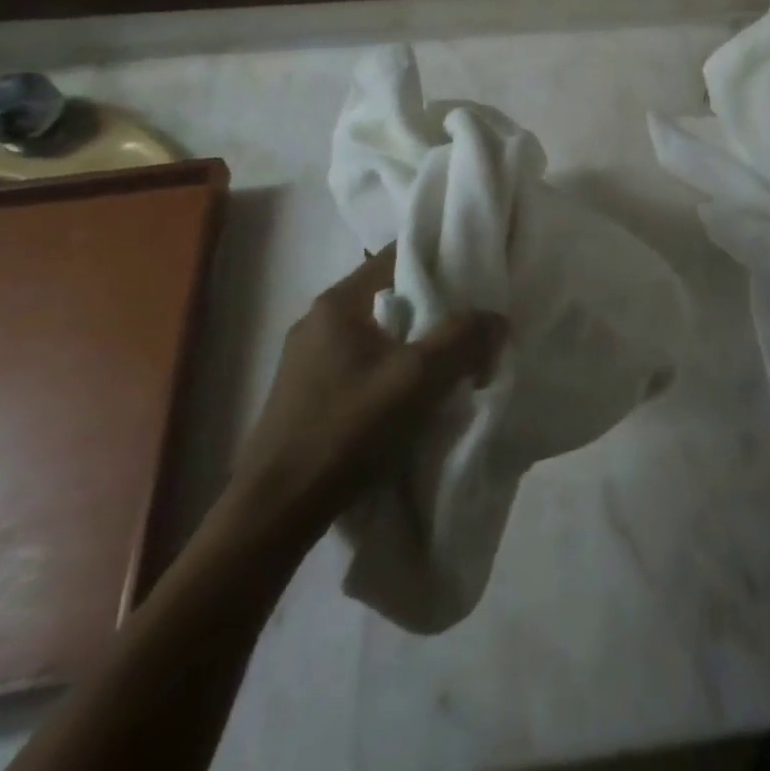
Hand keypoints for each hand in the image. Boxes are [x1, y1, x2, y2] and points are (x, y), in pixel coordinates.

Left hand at [227, 247, 504, 542]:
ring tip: (450, 358)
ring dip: (412, 342)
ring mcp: (306, 360)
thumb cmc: (345, 431)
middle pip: (388, 295)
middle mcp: (317, 321)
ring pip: (376, 333)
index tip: (475, 268)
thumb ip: (461, 340)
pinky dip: (390, 368)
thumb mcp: (416, 380)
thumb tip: (496, 318)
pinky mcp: (305, 395)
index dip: (438, 257)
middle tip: (473, 318)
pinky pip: (360, 363)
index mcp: (337, 303)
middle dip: (432, 305)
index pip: (395, 257)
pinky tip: (411, 394)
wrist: (273, 513)